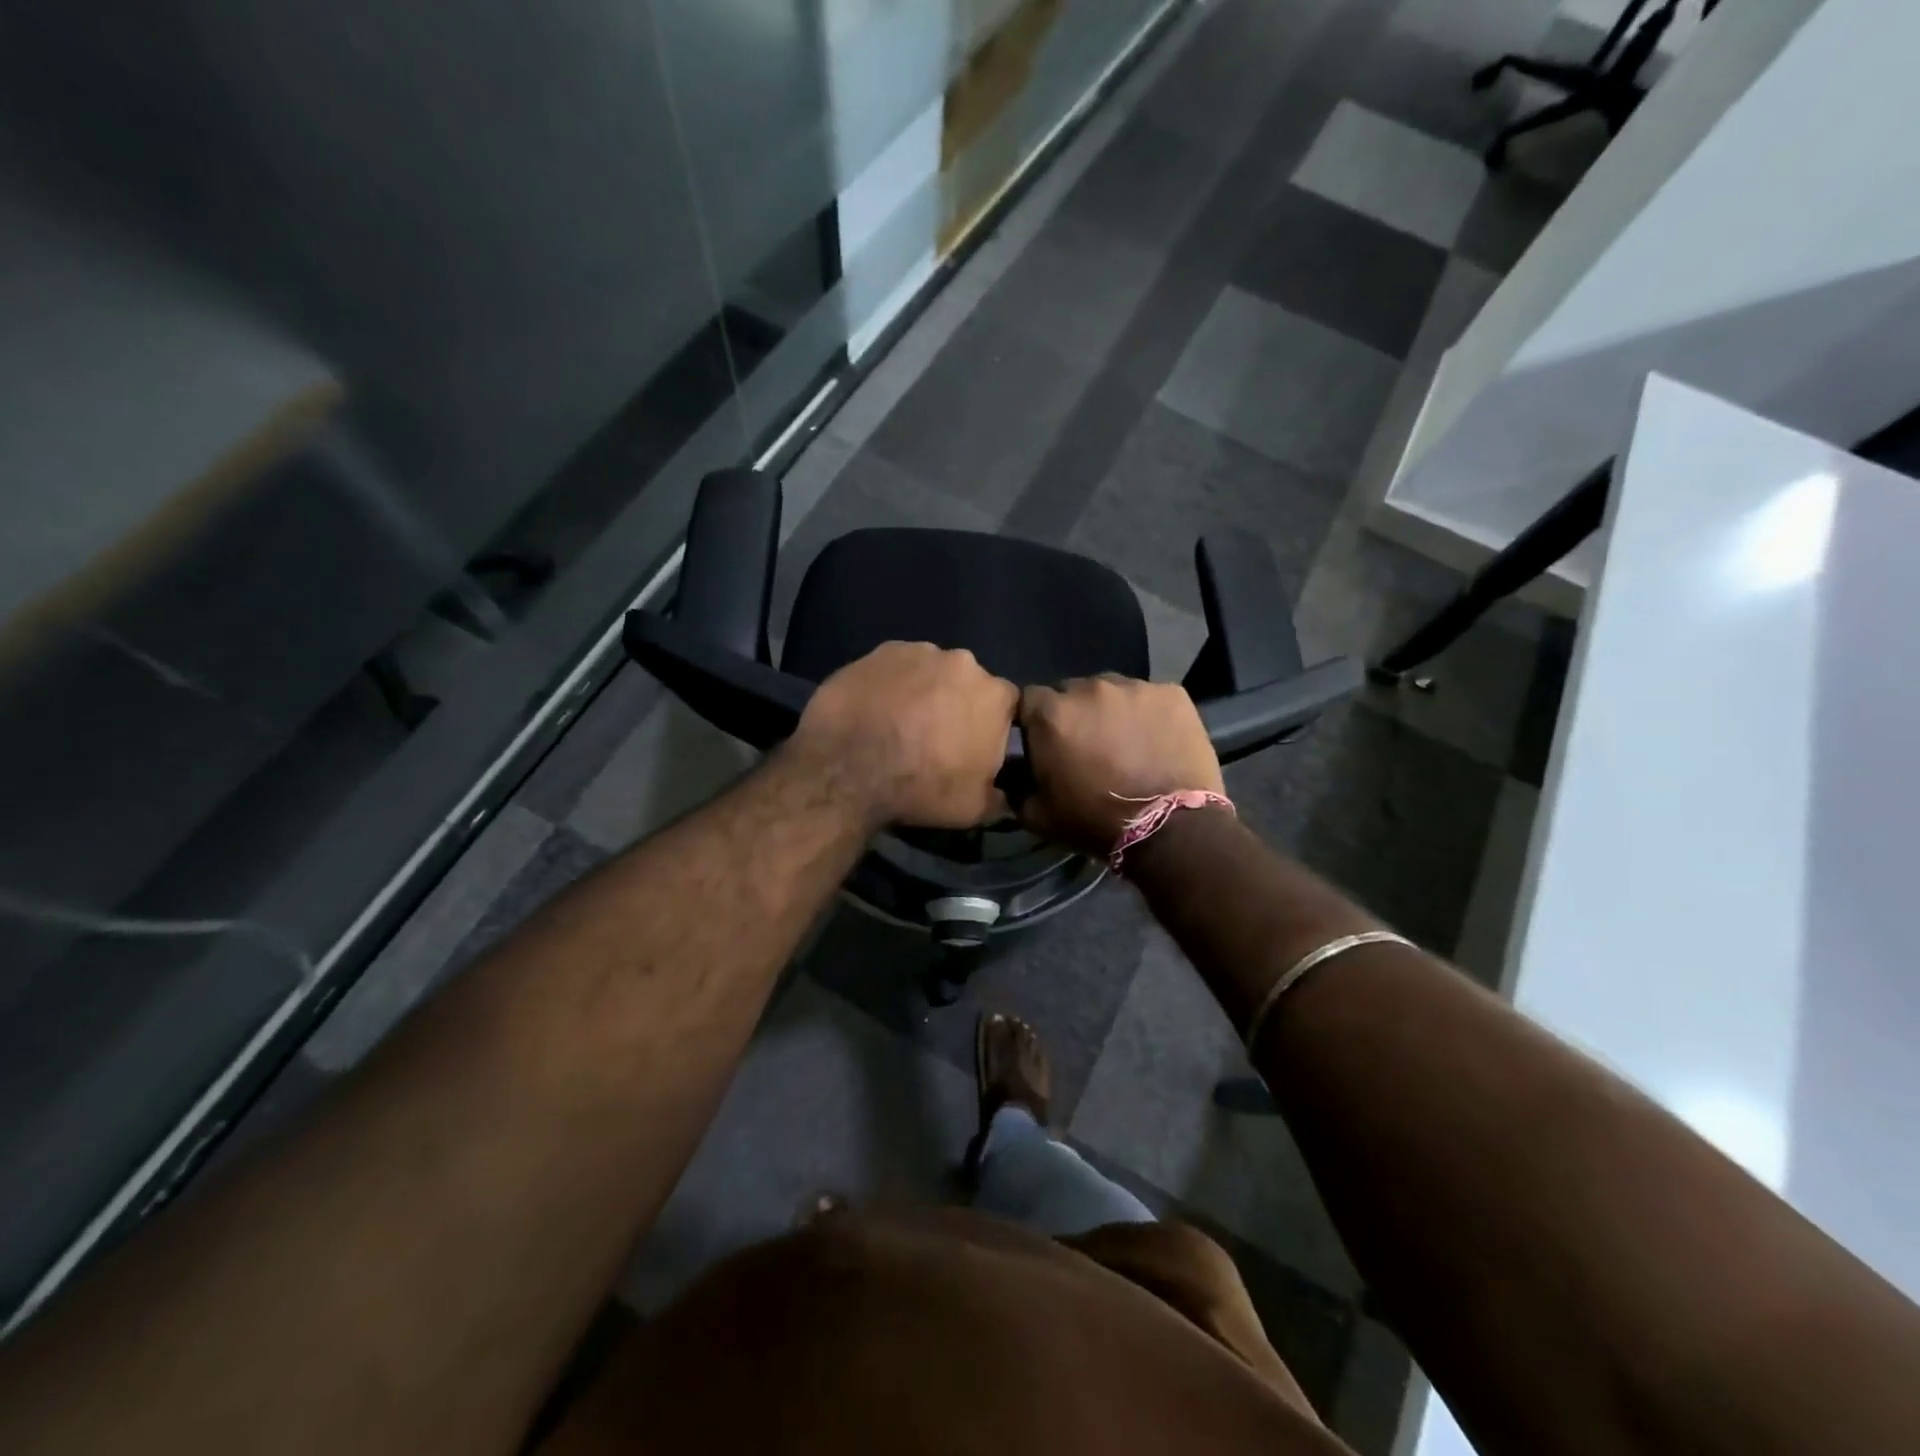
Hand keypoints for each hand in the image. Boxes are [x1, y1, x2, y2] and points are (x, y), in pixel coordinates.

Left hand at [786, 641, 1018, 828]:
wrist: (849, 769)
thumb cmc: (922, 789)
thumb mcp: (974, 809)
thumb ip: (999, 796)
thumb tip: (1005, 795)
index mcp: (995, 696)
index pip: (1007, 705)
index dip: (991, 725)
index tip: (973, 746)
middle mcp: (963, 662)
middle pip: (967, 682)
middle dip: (956, 703)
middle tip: (934, 736)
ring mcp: (919, 651)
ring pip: (930, 671)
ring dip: (922, 691)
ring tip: (899, 722)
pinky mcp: (879, 651)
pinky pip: (894, 667)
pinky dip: (890, 684)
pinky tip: (874, 709)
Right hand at [1017, 676, 1223, 856]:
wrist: (1170, 829)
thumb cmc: (1095, 821)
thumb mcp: (1038, 815)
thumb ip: (1016, 787)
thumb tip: (1010, 776)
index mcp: (1051, 714)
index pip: (1030, 700)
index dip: (1036, 721)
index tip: (1045, 743)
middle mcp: (1089, 688)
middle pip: (1072, 691)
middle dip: (1075, 714)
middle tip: (1087, 746)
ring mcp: (1134, 687)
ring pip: (1112, 692)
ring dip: (1111, 712)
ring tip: (1125, 743)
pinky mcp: (1172, 693)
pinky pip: (1150, 698)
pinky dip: (1148, 715)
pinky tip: (1156, 741)